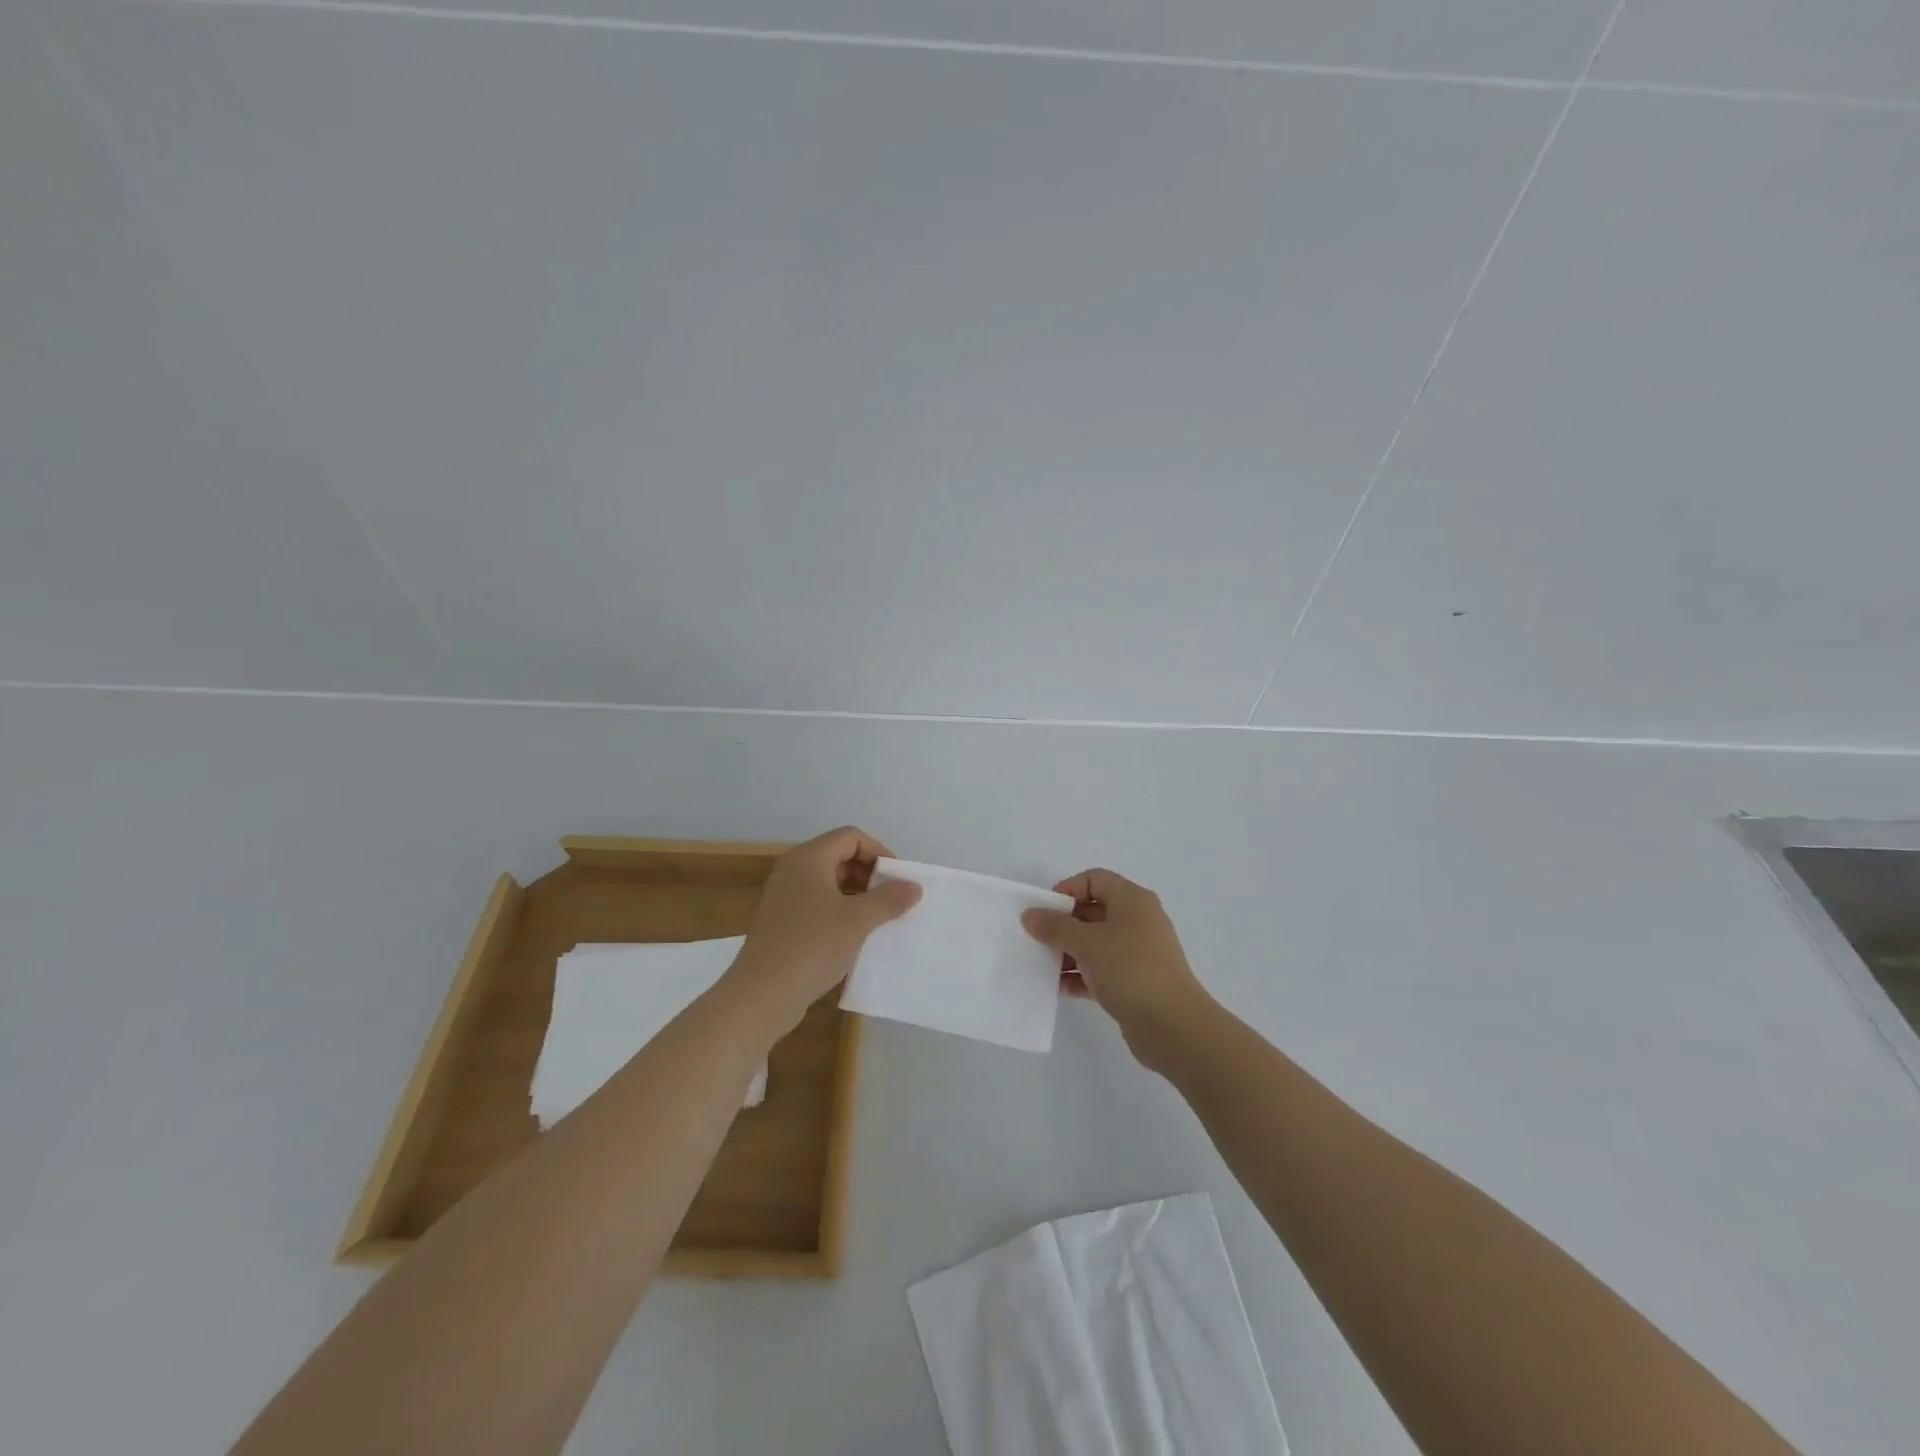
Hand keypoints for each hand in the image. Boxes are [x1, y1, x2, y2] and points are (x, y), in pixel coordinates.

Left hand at [728, 826, 920, 1033]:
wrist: (762, 994)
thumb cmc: (812, 946)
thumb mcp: (858, 920)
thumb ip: (889, 899)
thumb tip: (914, 886)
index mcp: (809, 858)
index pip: (851, 837)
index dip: (879, 852)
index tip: (898, 880)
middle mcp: (793, 870)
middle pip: (839, 856)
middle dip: (869, 874)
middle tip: (892, 900)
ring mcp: (784, 896)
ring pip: (828, 882)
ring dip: (857, 895)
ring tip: (878, 919)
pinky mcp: (781, 922)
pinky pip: (817, 904)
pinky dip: (839, 912)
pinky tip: (854, 937)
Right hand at [1022, 868, 1213, 1067]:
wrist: (1173, 1025)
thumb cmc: (1129, 970)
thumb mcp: (1086, 943)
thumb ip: (1055, 926)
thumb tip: (1031, 914)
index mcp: (1132, 900)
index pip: (1094, 880)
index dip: (1067, 890)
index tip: (1044, 911)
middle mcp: (1138, 920)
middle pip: (1094, 911)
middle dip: (1064, 924)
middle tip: (1038, 939)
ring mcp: (1139, 952)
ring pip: (1097, 943)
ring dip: (1070, 952)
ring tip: (1044, 966)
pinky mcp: (1137, 981)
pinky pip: (1103, 969)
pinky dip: (1082, 974)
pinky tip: (1062, 988)